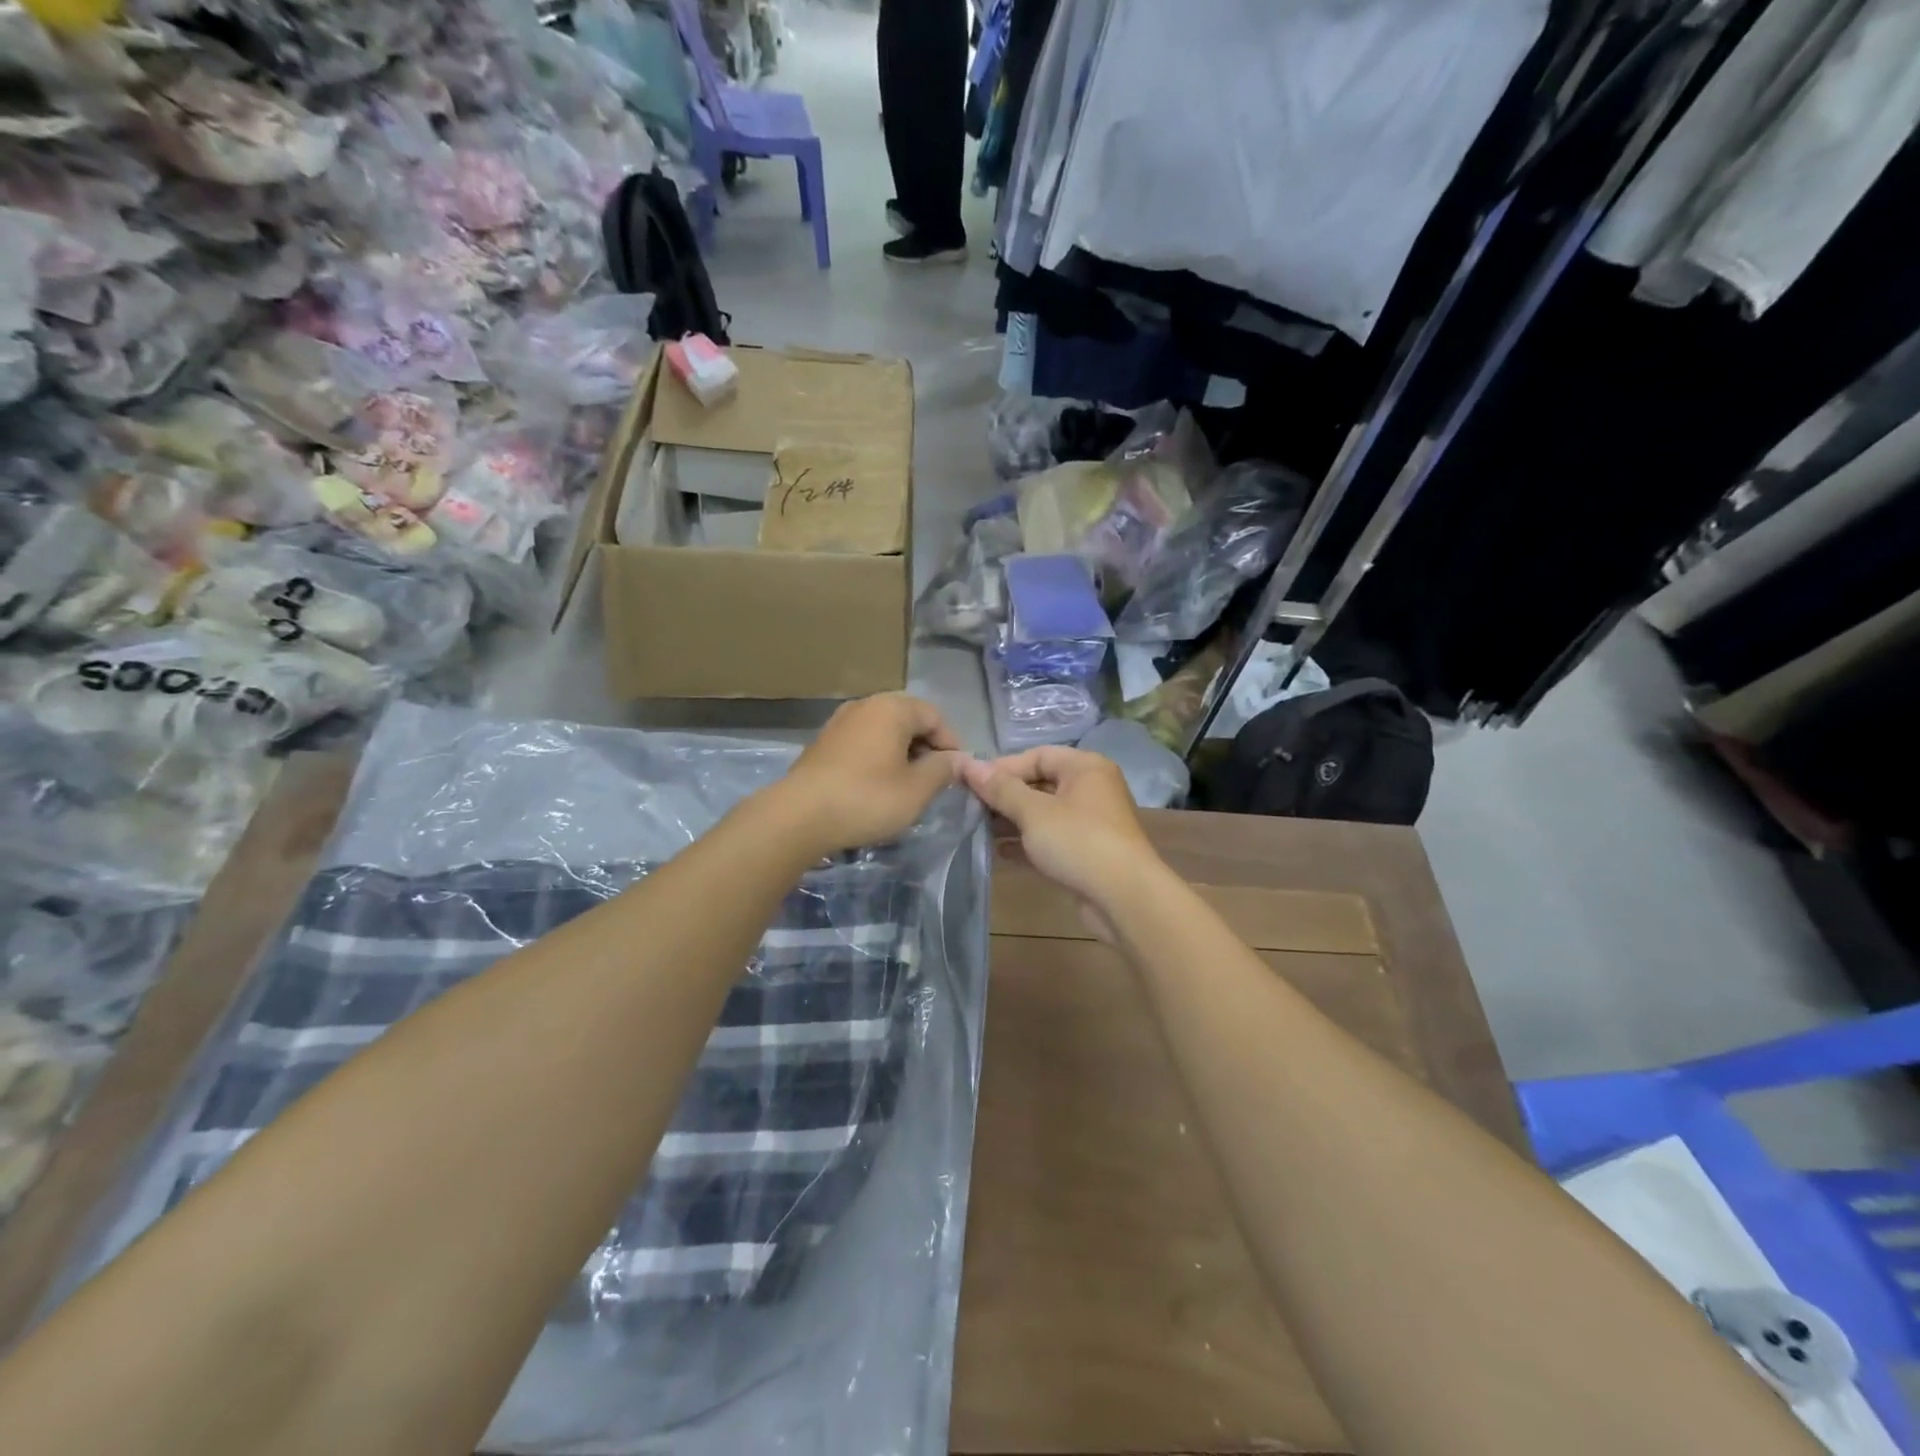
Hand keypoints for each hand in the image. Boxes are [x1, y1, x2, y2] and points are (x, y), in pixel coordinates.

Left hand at [775, 693, 964, 853]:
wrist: (799, 816)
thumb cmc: (867, 799)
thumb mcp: (916, 790)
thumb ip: (943, 769)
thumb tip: (958, 759)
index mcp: (892, 708)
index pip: (935, 716)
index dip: (951, 744)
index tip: (955, 774)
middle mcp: (865, 705)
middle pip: (908, 718)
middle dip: (926, 746)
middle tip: (933, 779)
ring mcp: (840, 721)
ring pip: (884, 730)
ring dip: (901, 752)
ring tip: (907, 784)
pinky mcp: (823, 742)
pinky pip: (863, 741)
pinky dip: (878, 757)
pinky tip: (877, 785)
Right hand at [960, 747, 1164, 911]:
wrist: (1124, 898)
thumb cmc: (1078, 841)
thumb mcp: (1033, 812)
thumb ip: (1000, 789)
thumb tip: (968, 764)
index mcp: (1085, 768)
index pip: (1037, 755)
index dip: (1003, 767)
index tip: (971, 784)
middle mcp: (1091, 789)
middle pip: (1040, 784)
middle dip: (1005, 796)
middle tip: (970, 808)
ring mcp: (1090, 823)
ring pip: (1044, 814)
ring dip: (1012, 821)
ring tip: (978, 829)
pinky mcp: (1086, 853)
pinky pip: (1050, 840)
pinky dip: (1027, 843)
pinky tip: (998, 852)